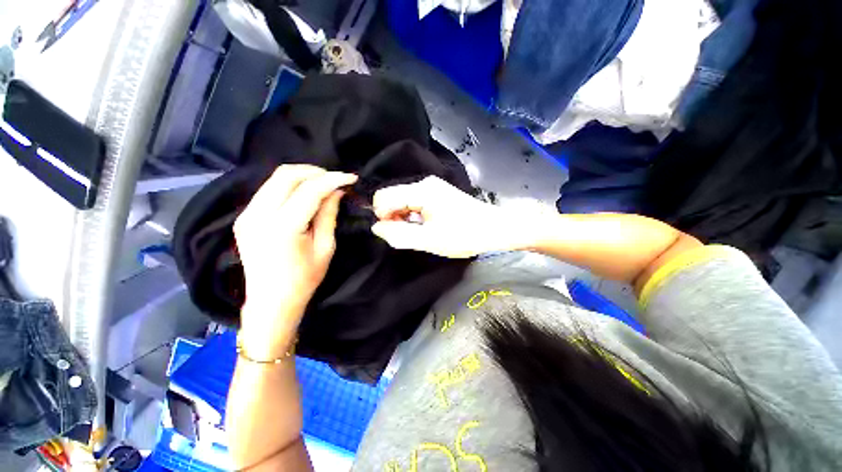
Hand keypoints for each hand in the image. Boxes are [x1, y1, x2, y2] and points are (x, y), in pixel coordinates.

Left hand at [234, 165, 356, 356]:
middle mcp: (259, 215)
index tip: (350, 177)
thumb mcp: (325, 248)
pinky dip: (288, 185)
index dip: (333, 179)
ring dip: (301, 176)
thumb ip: (329, 215)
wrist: (270, 302)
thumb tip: (337, 192)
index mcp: (283, 227)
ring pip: (274, 178)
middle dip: (315, 172)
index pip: (310, 190)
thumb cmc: (304, 280)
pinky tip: (303, 193)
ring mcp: (247, 214)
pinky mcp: (244, 217)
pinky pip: (268, 190)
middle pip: (286, 175)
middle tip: (335, 178)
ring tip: (322, 183)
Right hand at [371, 176, 529, 257]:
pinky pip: (414, 202)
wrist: (495, 229)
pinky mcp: (437, 193)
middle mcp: (424, 183)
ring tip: (418, 232)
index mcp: (421, 190)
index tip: (394, 233)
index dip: (382, 216)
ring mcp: (432, 187)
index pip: (383, 197)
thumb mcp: (429, 240)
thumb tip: (376, 227)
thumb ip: (399, 235)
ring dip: (403, 217)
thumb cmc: (464, 235)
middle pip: (392, 197)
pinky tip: (424, 226)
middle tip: (407, 235)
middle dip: (392, 217)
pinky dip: (412, 215)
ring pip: (402, 200)